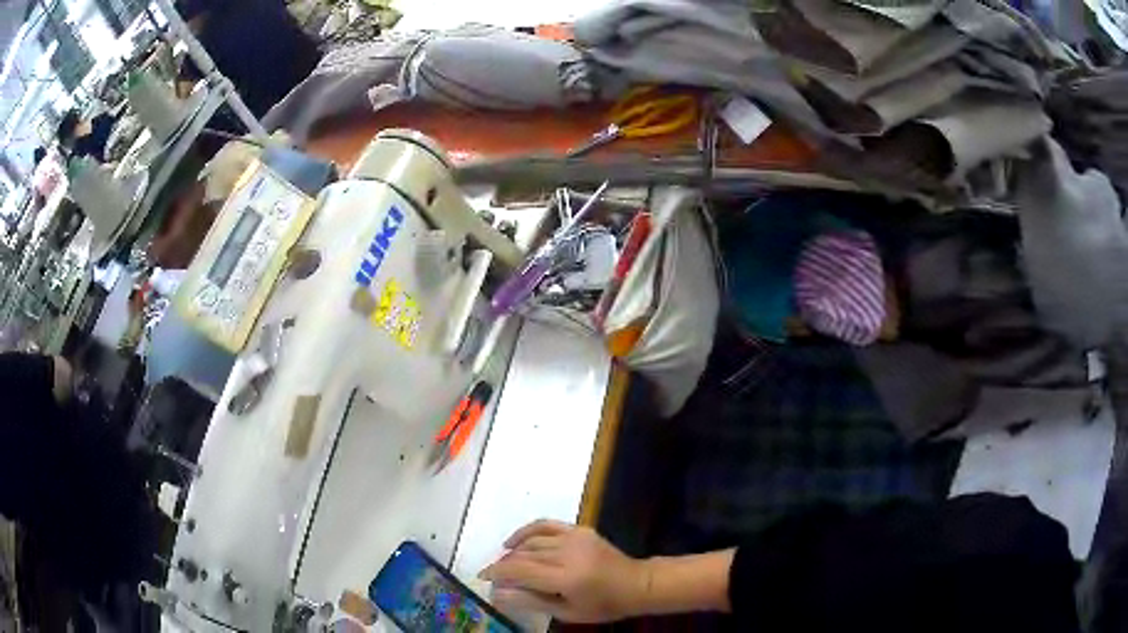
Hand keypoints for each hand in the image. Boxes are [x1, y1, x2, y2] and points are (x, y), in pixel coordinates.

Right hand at [479, 520, 649, 622]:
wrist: (636, 584)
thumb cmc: (603, 605)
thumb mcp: (567, 612)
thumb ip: (531, 601)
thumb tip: (498, 594)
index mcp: (565, 577)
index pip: (520, 570)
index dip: (497, 572)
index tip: (482, 578)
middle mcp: (567, 553)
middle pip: (523, 555)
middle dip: (503, 565)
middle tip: (493, 577)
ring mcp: (574, 538)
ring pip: (531, 541)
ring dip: (513, 552)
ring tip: (504, 564)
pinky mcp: (579, 529)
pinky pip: (545, 525)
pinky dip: (526, 531)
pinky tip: (514, 542)